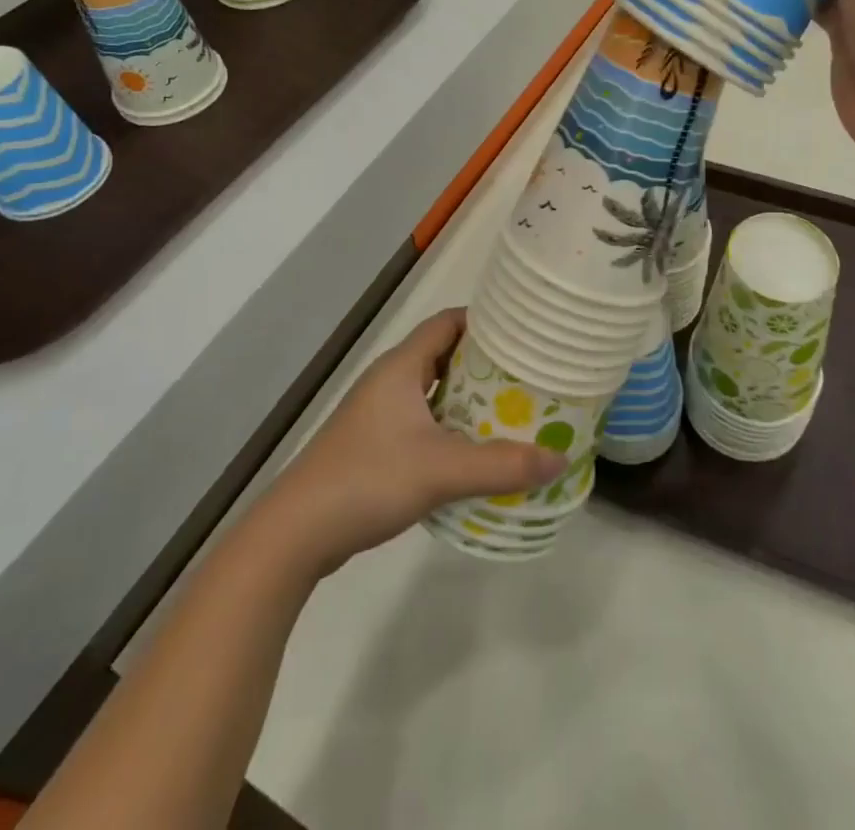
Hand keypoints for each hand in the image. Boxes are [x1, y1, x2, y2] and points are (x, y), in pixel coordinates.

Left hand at [259, 309, 565, 577]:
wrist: (297, 533)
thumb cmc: (369, 480)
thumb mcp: (442, 471)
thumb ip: (502, 465)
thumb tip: (558, 460)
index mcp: (401, 367)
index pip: (447, 323)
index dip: (484, 321)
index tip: (522, 333)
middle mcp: (389, 381)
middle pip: (442, 355)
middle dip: (483, 363)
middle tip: (526, 375)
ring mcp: (377, 413)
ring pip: (431, 391)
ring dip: (466, 398)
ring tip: (509, 411)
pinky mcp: (372, 444)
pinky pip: (420, 420)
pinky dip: (448, 426)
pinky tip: (472, 451)